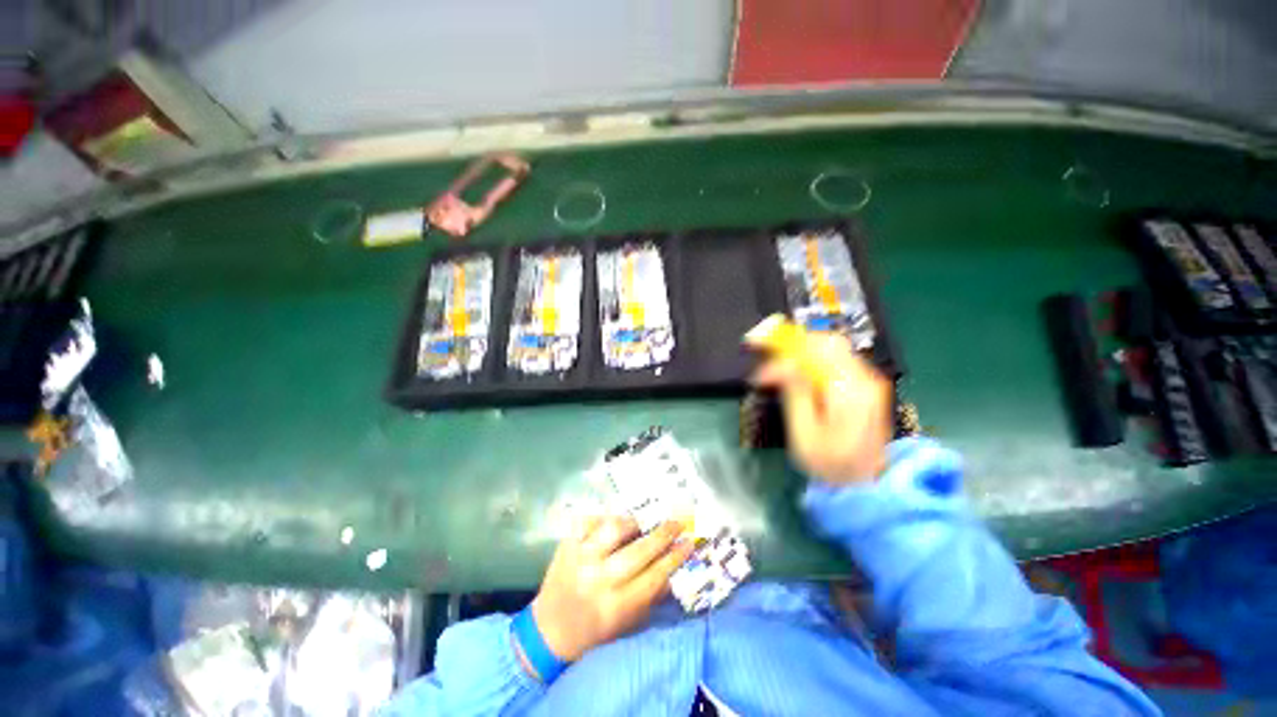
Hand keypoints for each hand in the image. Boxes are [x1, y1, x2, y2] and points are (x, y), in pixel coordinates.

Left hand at [531, 516, 693, 661]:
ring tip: (640, 524)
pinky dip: (603, 518)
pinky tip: (611, 523)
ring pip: (614, 529)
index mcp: (616, 606)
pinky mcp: (566, 544)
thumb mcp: (627, 623)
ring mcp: (580, 559)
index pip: (654, 576)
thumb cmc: (594, 631)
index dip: (675, 556)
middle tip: (677, 522)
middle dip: (663, 534)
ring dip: (633, 523)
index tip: (689, 541)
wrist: (549, 630)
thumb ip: (651, 596)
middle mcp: (599, 580)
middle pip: (639, 551)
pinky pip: (589, 520)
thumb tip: (674, 567)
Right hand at [749, 331, 892, 483]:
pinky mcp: (866, 386)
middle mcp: (865, 379)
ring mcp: (869, 381)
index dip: (785, 353)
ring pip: (833, 349)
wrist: (868, 484)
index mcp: (850, 392)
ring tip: (780, 371)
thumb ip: (796, 394)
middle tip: (770, 361)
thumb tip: (783, 363)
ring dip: (803, 353)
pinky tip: (800, 377)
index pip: (816, 353)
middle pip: (829, 343)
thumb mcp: (805, 434)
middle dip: (795, 345)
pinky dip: (815, 362)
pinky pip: (838, 361)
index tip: (761, 371)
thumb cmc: (830, 464)